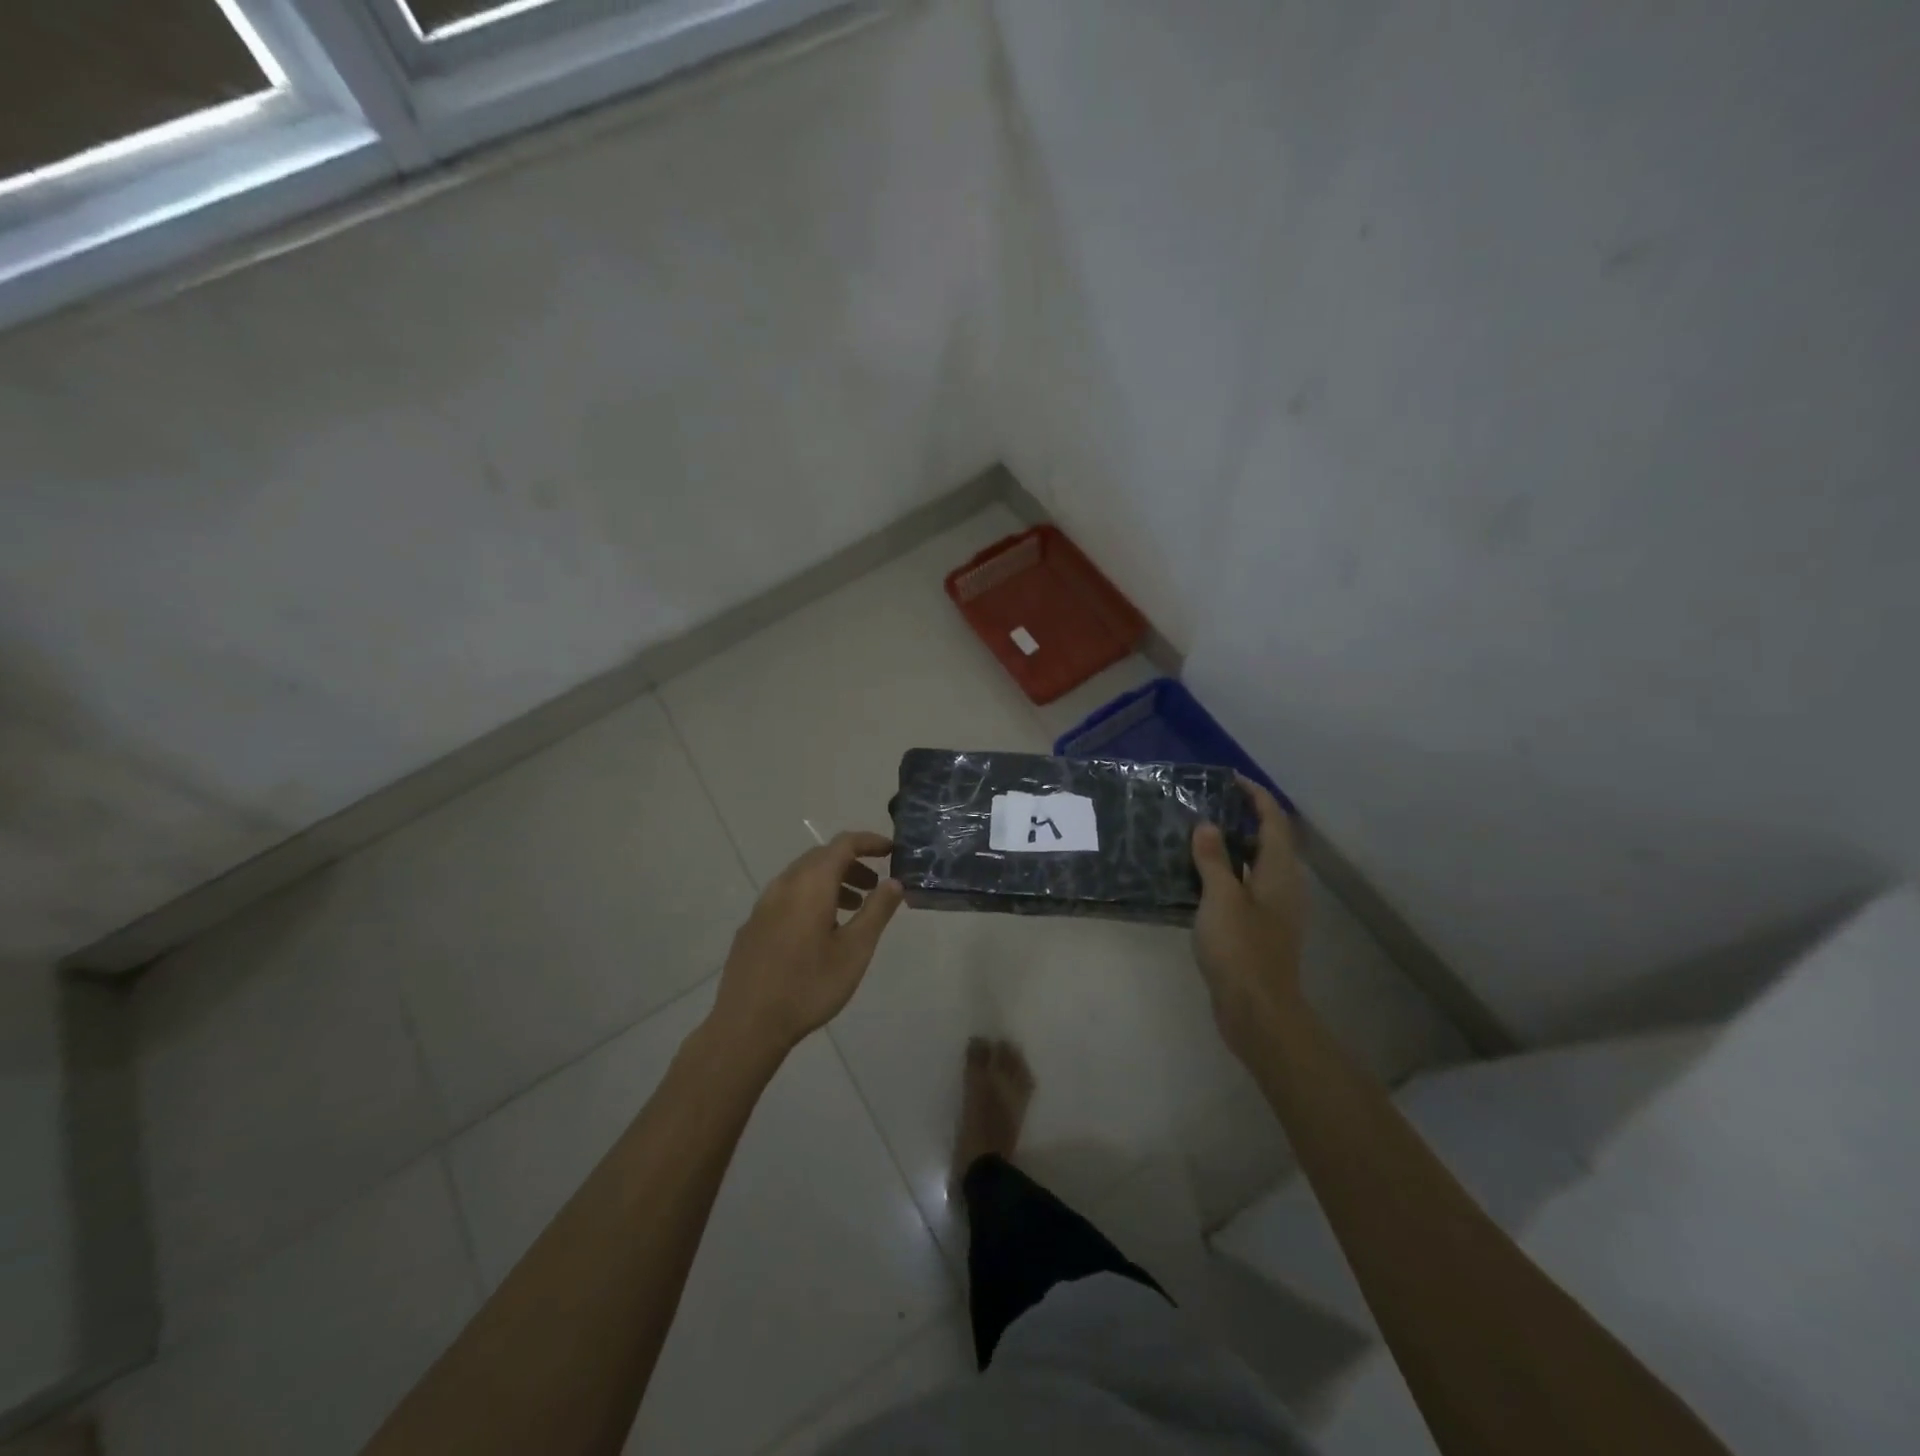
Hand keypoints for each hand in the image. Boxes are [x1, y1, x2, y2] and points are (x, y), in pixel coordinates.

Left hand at [708, 831, 904, 1063]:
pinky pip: (786, 897)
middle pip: (820, 857)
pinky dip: (810, 898)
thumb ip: (877, 911)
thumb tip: (894, 882)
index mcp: (810, 884)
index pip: (843, 844)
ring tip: (852, 909)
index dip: (869, 842)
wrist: (747, 1025)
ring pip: (802, 877)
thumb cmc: (809, 986)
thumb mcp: (855, 950)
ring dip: (831, 882)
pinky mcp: (752, 927)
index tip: (891, 851)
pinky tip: (818, 932)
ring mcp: (763, 905)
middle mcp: (783, 885)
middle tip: (875, 886)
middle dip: (851, 863)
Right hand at [1191, 779, 1307, 1062]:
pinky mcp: (1263, 927)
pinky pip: (1247, 886)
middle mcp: (1284, 884)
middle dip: (1242, 817)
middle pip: (1269, 839)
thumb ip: (1213, 859)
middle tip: (1206, 805)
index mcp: (1280, 871)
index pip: (1273, 820)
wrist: (1258, 1010)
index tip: (1229, 779)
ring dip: (1233, 845)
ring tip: (1198, 835)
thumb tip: (1207, 825)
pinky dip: (1229, 872)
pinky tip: (1199, 878)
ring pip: (1257, 864)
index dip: (1255, 795)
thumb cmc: (1241, 949)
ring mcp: (1275, 908)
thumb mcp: (1220, 898)